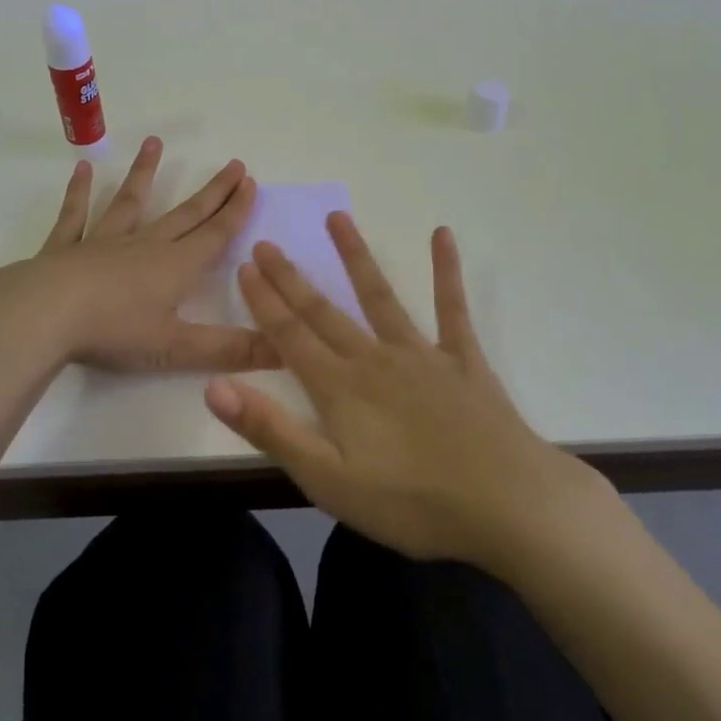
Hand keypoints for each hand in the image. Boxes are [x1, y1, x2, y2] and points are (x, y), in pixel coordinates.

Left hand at [0, 136, 274, 373]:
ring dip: (144, 174)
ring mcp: (103, 242)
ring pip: (130, 202)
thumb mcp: (177, 348)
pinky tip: (80, 169)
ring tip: (155, 143)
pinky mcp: (65, 248)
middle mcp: (144, 245)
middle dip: (212, 191)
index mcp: (175, 267)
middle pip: (185, 214)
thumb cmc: (114, 332)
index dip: (235, 210)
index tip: (250, 181)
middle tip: (233, 164)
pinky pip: (75, 216)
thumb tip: (285, 352)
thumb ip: (230, 349)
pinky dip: (78, 193)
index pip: (214, 234)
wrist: (45, 315)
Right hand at [205, 213, 597, 569]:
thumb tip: (215, 386)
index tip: (246, 265)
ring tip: (337, 217)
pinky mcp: (462, 359)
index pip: (290, 336)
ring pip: (379, 296)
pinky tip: (442, 235)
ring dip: (355, 256)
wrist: (505, 503)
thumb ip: (271, 430)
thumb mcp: (328, 480)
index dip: (265, 301)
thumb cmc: (411, 502)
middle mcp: (373, 358)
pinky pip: (451, 308)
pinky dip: (446, 270)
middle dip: (291, 277)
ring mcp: (421, 353)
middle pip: (324, 311)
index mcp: (340, 388)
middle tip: (268, 242)